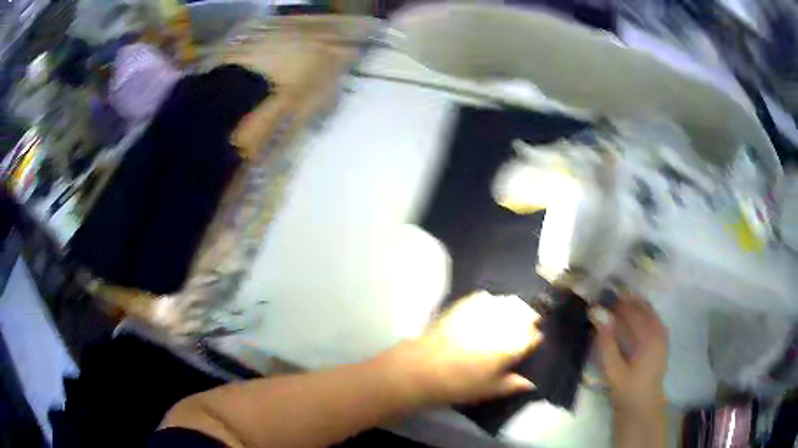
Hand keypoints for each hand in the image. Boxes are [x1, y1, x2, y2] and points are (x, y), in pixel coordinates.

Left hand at [389, 291, 541, 405]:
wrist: (423, 368)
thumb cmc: (459, 384)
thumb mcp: (489, 390)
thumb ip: (513, 384)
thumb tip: (531, 384)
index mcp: (513, 345)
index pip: (534, 336)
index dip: (533, 340)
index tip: (529, 344)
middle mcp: (503, 324)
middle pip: (526, 314)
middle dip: (527, 321)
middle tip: (520, 331)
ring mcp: (484, 311)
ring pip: (509, 302)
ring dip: (513, 309)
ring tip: (507, 318)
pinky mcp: (466, 303)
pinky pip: (486, 298)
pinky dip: (491, 303)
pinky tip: (486, 311)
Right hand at [592, 297, 668, 411]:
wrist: (643, 405)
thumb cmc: (627, 389)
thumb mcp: (613, 370)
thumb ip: (607, 343)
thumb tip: (599, 316)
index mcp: (648, 338)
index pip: (633, 312)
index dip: (617, 304)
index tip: (602, 299)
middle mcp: (659, 331)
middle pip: (643, 307)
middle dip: (627, 301)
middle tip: (609, 299)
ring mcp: (663, 335)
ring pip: (649, 311)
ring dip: (635, 305)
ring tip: (619, 304)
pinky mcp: (662, 340)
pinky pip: (653, 318)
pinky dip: (643, 312)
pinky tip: (633, 315)